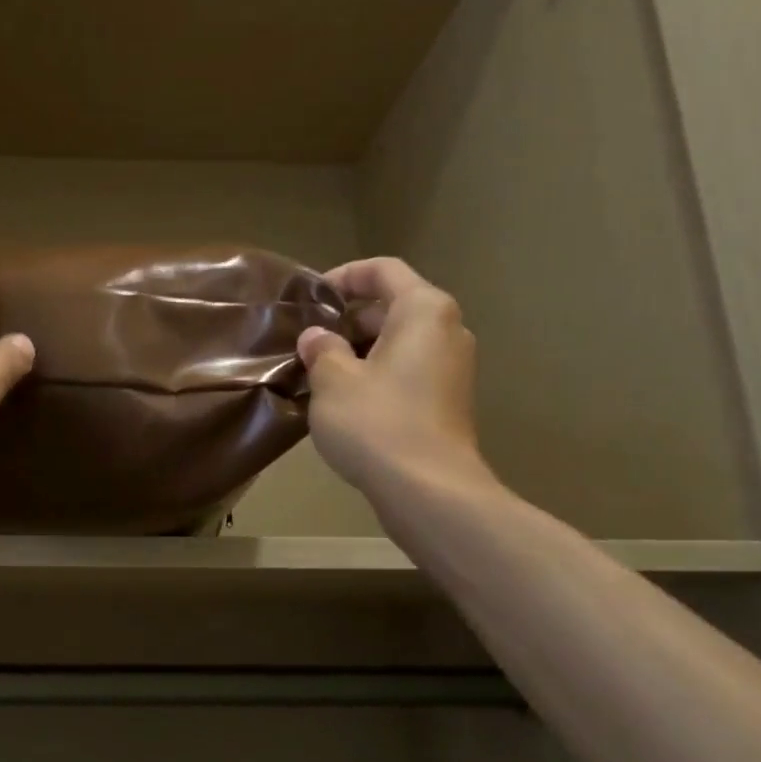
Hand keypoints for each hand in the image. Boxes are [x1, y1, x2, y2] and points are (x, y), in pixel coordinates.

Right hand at [296, 257, 495, 501]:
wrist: (428, 491)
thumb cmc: (377, 422)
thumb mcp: (333, 380)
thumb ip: (322, 349)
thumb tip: (317, 337)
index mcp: (423, 311)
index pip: (383, 270)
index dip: (344, 276)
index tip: (311, 297)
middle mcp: (447, 330)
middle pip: (393, 306)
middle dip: (348, 318)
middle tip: (308, 339)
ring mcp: (452, 368)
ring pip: (398, 342)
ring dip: (359, 350)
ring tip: (319, 371)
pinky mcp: (447, 400)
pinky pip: (407, 370)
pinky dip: (376, 373)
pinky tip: (344, 399)